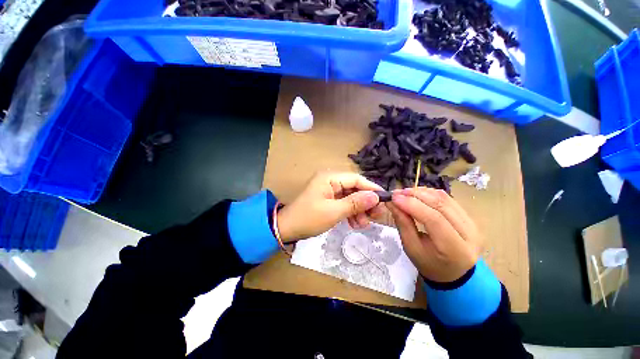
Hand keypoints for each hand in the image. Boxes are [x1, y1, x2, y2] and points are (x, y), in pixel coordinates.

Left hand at [277, 172, 384, 242]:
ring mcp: (329, 190)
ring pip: (351, 197)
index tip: (384, 200)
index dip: (371, 189)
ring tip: (363, 224)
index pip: (356, 179)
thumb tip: (375, 197)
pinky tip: (354, 223)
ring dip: (359, 210)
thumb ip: (355, 203)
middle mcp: (330, 180)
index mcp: (330, 177)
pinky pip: (344, 203)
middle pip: (355, 188)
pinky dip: (351, 212)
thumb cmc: (309, 218)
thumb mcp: (333, 212)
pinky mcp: (328, 199)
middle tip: (376, 216)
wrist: (287, 229)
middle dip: (366, 202)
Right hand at [387, 188, 482, 282]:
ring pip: (445, 198)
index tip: (394, 197)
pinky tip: (417, 194)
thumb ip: (403, 224)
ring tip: (404, 193)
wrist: (455, 273)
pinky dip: (430, 193)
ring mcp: (472, 223)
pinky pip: (448, 199)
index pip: (434, 219)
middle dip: (415, 195)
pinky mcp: (470, 217)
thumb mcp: (411, 248)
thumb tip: (392, 203)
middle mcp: (469, 233)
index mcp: (454, 248)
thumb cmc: (430, 264)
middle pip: (441, 205)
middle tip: (396, 192)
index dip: (412, 205)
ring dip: (422, 192)